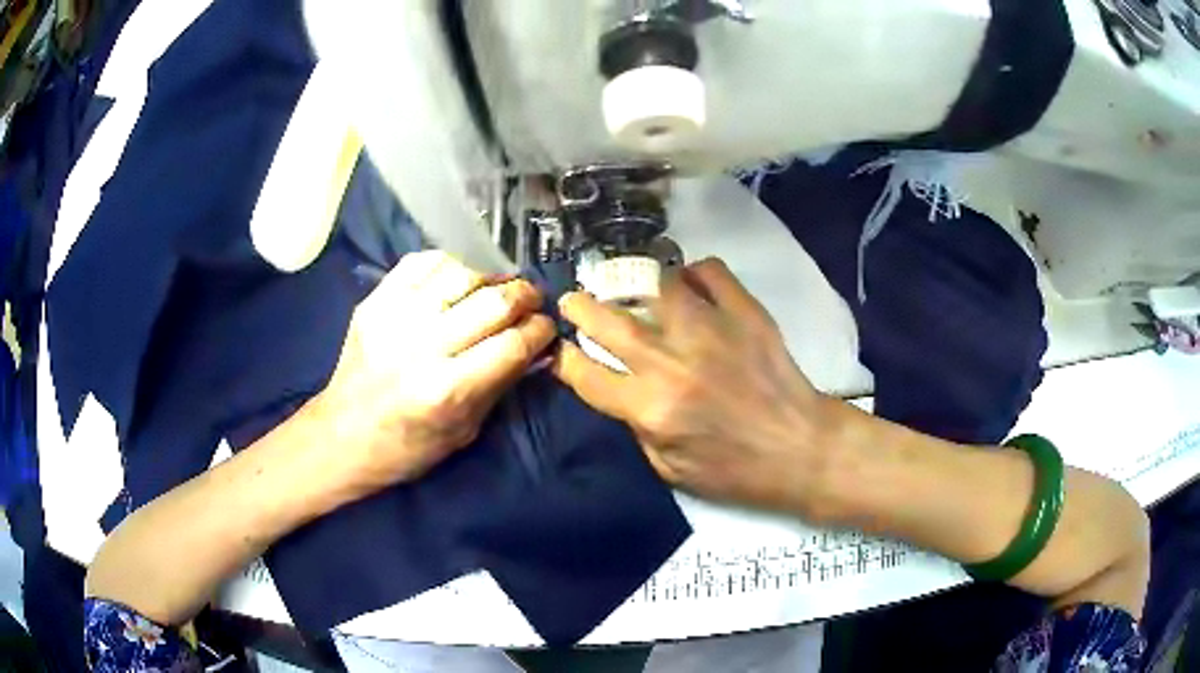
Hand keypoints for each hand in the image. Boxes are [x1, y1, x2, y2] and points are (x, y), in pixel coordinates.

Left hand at [316, 251, 555, 491]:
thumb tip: (537, 348)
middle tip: (532, 301)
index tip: (546, 328)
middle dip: (525, 296)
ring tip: (498, 286)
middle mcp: (422, 346)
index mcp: (448, 389)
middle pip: (494, 302)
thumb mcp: (465, 431)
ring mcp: (394, 316)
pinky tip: (460, 278)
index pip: (513, 344)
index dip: (540, 330)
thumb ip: (501, 383)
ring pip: (461, 272)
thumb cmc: (408, 447)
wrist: (343, 435)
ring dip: (491, 276)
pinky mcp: (375, 300)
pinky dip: (450, 263)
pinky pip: (422, 261)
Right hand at [553, 258, 834, 513]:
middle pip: (609, 322)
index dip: (564, 359)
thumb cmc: (735, 470)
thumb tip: (620, 389)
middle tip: (573, 300)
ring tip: (631, 287)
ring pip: (657, 285)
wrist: (800, 448)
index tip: (560, 350)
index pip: (587, 375)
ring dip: (635, 283)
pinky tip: (689, 286)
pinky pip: (710, 272)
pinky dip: (693, 273)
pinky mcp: (745, 313)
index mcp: (650, 408)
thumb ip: (636, 427)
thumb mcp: (670, 469)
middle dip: (580, 306)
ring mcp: (711, 331)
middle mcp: (673, 363)